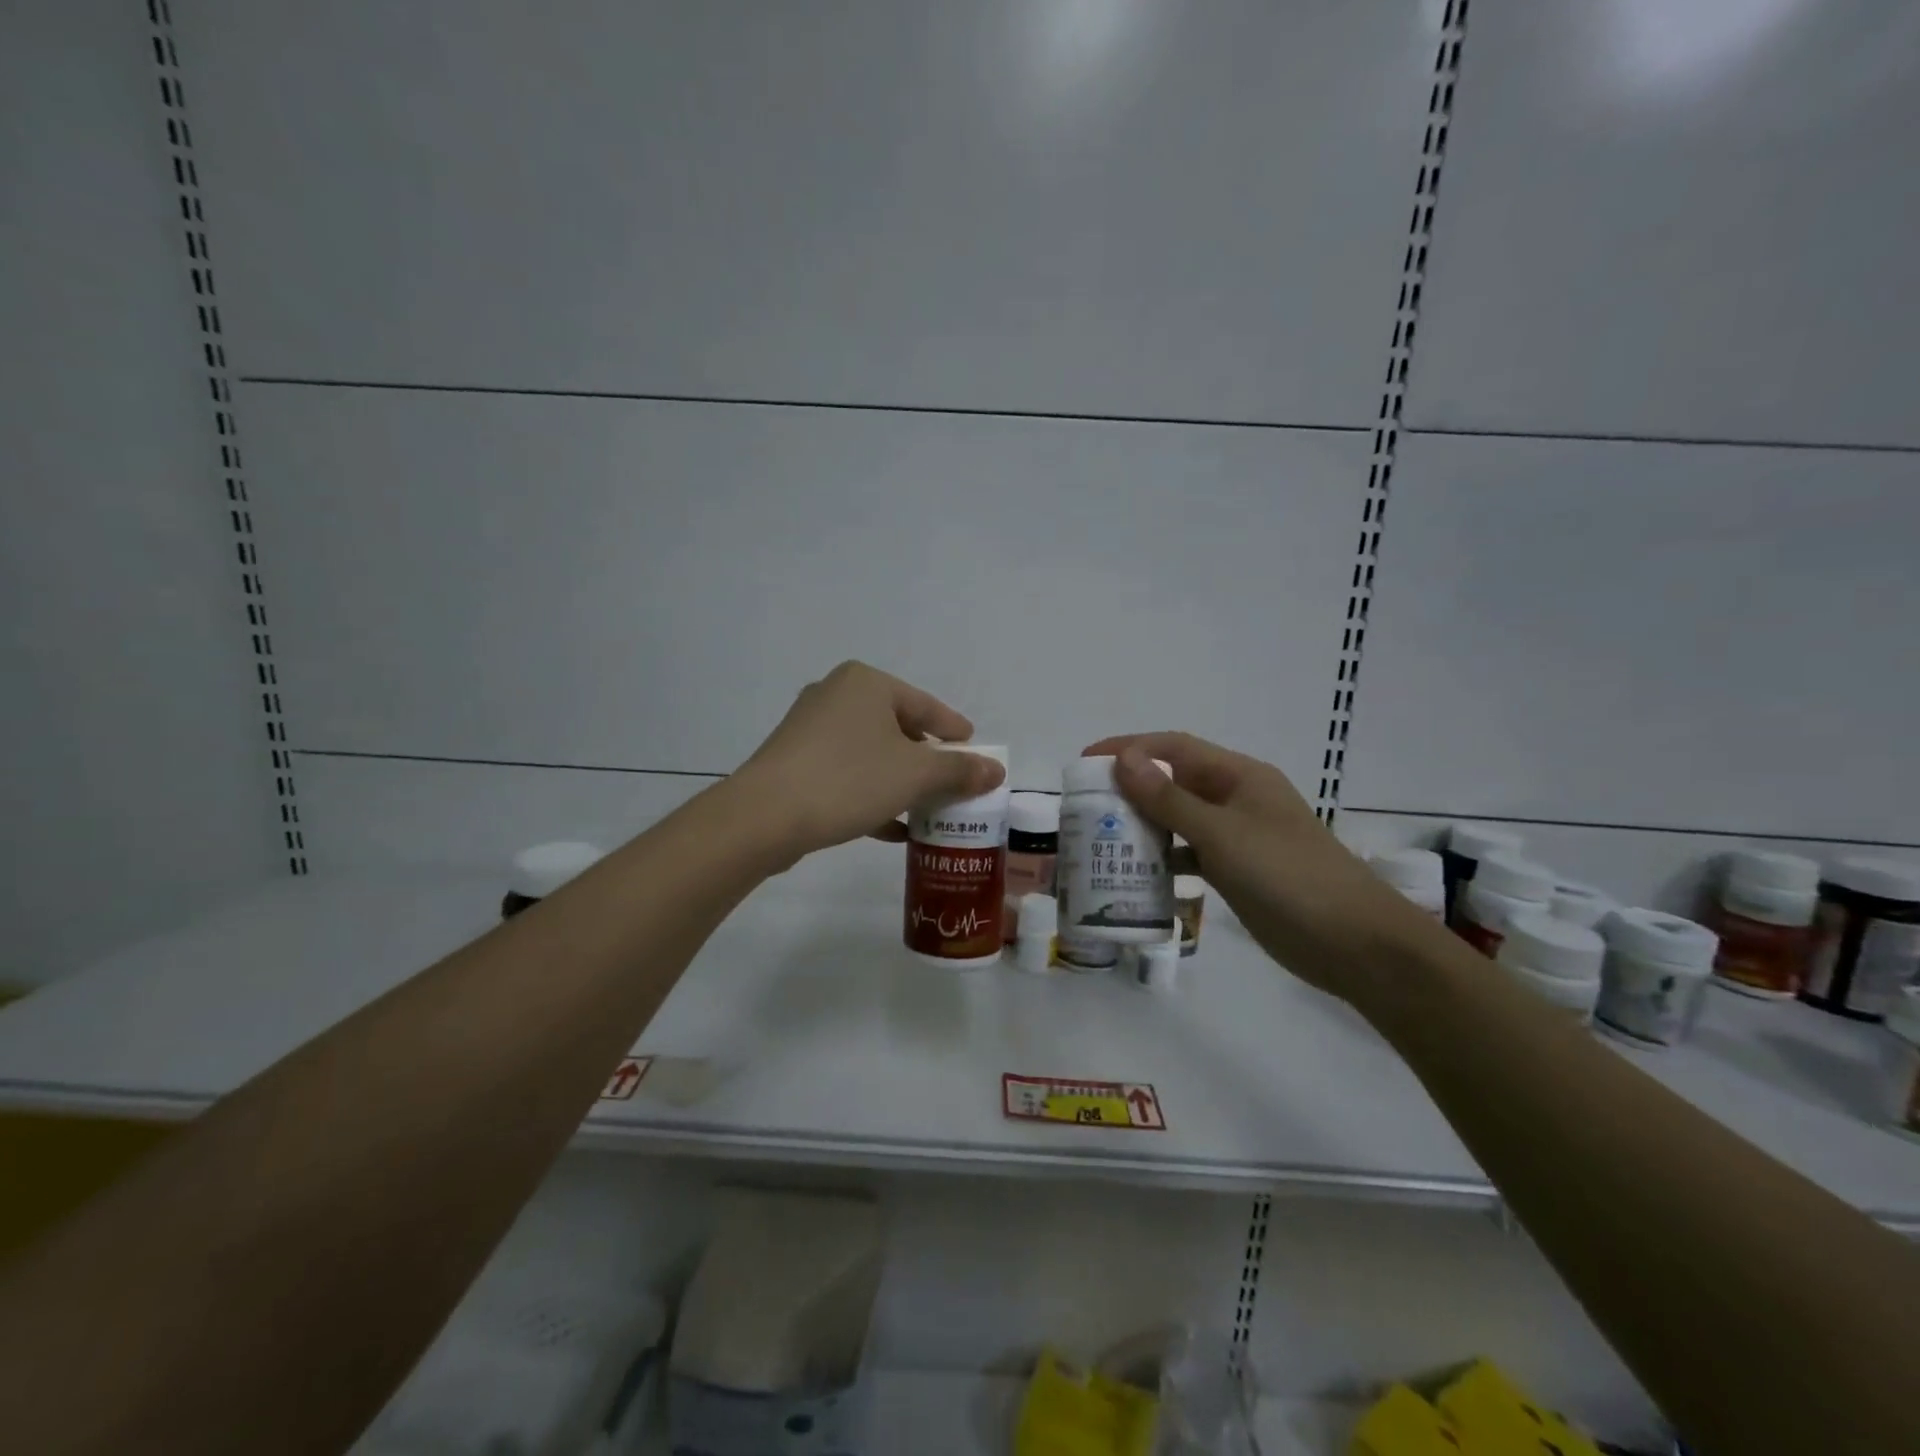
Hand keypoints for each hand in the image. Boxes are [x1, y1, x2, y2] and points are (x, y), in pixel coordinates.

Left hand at [736, 662, 1004, 861]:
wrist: (763, 816)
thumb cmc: (849, 779)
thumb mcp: (915, 775)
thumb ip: (959, 771)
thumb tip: (996, 770)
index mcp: (866, 683)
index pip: (926, 705)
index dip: (954, 730)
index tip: (974, 749)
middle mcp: (836, 695)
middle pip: (898, 727)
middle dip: (926, 760)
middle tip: (952, 782)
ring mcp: (810, 729)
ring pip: (871, 753)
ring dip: (901, 781)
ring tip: (927, 808)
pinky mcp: (794, 761)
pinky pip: (846, 773)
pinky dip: (872, 794)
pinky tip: (893, 828)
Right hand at [1083, 732, 1439, 1006]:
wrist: (1354, 943)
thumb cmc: (1287, 875)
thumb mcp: (1221, 833)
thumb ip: (1169, 798)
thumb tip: (1124, 759)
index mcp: (1239, 777)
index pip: (1174, 749)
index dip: (1129, 748)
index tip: (1086, 762)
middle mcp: (1237, 799)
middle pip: (1174, 783)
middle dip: (1131, 789)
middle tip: (1087, 807)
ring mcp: (1239, 837)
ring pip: (1180, 820)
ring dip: (1144, 826)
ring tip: (1102, 840)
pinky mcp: (1239, 872)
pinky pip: (1191, 855)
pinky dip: (1165, 859)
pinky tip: (1138, 875)